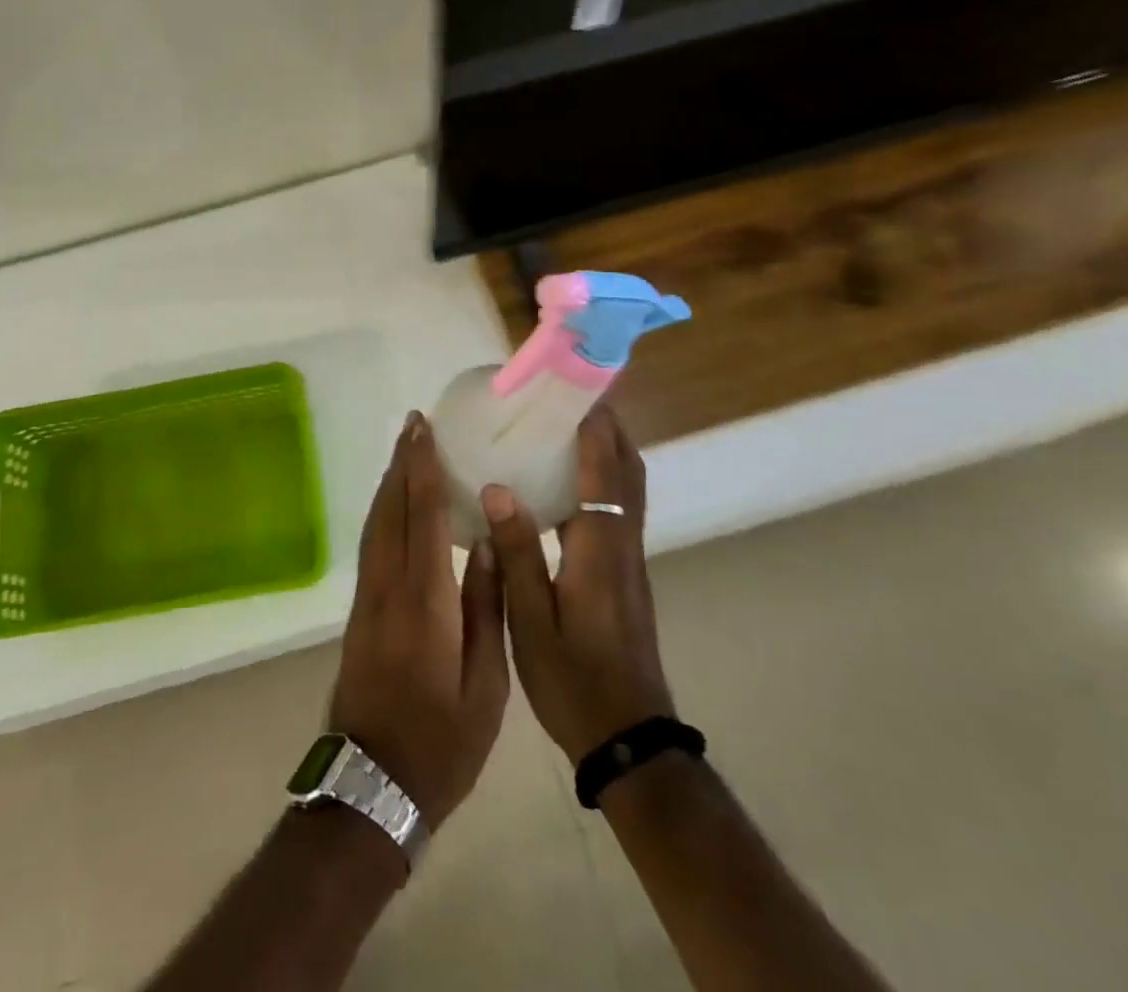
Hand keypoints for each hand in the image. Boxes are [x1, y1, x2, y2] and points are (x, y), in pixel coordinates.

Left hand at [328, 411, 509, 829]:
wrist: (372, 783)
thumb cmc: (441, 742)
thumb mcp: (484, 686)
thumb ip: (482, 609)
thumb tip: (481, 545)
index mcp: (423, 601)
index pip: (422, 517)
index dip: (423, 469)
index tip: (424, 430)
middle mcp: (388, 587)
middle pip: (391, 510)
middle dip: (402, 463)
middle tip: (415, 424)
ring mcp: (368, 598)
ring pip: (376, 524)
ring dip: (390, 483)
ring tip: (406, 451)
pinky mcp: (360, 611)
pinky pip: (372, 544)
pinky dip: (384, 512)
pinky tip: (396, 505)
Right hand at [481, 405, 673, 762]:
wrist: (628, 738)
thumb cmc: (573, 680)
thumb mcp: (529, 620)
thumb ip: (515, 551)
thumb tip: (498, 487)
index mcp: (600, 550)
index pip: (604, 472)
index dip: (593, 426)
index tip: (572, 388)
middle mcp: (623, 544)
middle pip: (628, 470)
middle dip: (608, 426)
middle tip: (569, 396)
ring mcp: (629, 560)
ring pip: (629, 488)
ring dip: (608, 448)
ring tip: (567, 425)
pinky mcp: (626, 573)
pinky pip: (620, 506)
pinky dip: (603, 477)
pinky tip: (567, 482)